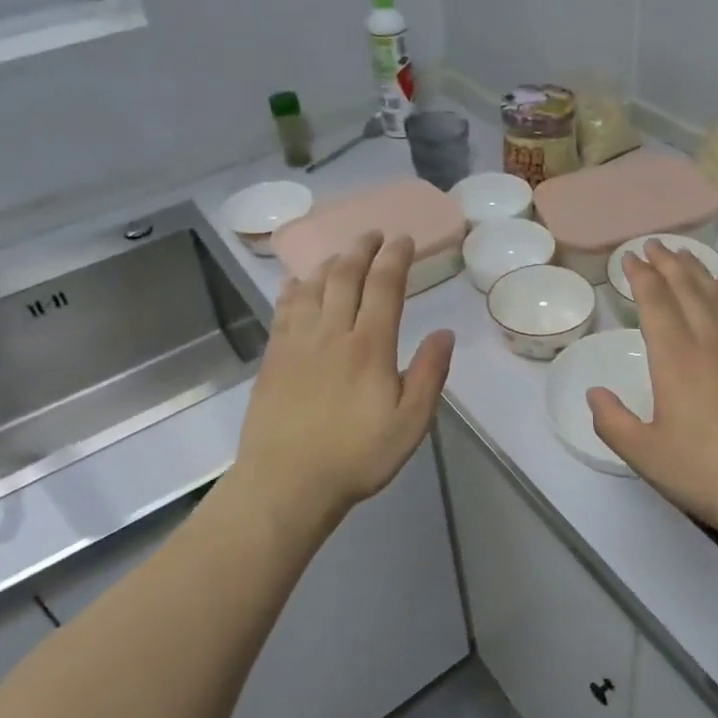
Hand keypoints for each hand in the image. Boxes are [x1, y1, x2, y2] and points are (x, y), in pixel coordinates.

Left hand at [230, 232, 454, 535]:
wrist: (286, 483)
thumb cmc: (356, 456)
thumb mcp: (410, 424)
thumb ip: (429, 375)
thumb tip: (444, 332)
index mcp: (369, 346)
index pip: (384, 287)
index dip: (395, 258)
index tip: (404, 240)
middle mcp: (332, 333)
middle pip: (346, 276)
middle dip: (362, 249)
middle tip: (373, 234)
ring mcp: (297, 343)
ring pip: (313, 287)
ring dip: (330, 263)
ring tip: (342, 253)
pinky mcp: (274, 358)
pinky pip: (284, 310)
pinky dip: (294, 289)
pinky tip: (297, 283)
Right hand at [587, 240, 717, 542]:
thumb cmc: (705, 472)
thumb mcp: (645, 455)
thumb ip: (613, 422)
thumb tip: (595, 393)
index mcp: (675, 360)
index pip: (656, 303)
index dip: (642, 277)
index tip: (630, 258)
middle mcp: (708, 343)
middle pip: (687, 289)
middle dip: (667, 263)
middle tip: (653, 244)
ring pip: (717, 295)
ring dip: (697, 270)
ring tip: (684, 253)